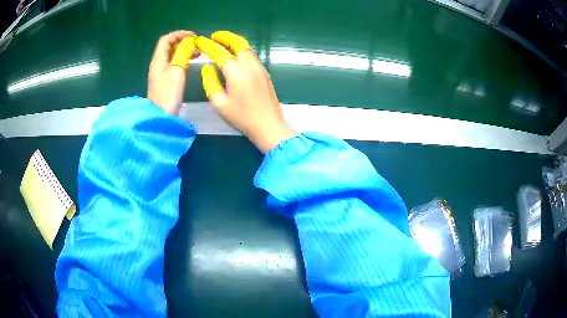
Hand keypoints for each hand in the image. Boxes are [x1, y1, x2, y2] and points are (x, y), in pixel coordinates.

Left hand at [147, 30, 195, 114]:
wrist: (161, 116)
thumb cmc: (169, 93)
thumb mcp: (177, 71)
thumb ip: (182, 54)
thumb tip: (188, 43)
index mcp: (158, 60)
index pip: (166, 39)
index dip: (179, 34)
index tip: (193, 36)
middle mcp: (158, 64)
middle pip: (169, 46)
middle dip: (183, 42)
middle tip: (197, 45)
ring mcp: (160, 72)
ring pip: (172, 55)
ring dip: (184, 50)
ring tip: (198, 53)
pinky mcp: (164, 80)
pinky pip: (173, 63)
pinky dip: (182, 59)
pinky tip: (191, 63)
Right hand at [195, 31, 296, 153]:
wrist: (269, 126)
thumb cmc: (242, 117)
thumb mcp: (219, 103)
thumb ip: (210, 82)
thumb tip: (208, 67)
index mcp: (236, 72)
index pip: (220, 52)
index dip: (209, 45)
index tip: (200, 41)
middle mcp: (250, 65)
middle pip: (239, 43)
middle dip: (226, 37)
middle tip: (214, 36)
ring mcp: (260, 68)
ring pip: (247, 48)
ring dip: (235, 42)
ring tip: (223, 43)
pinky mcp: (265, 73)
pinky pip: (252, 56)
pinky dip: (242, 51)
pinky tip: (236, 56)